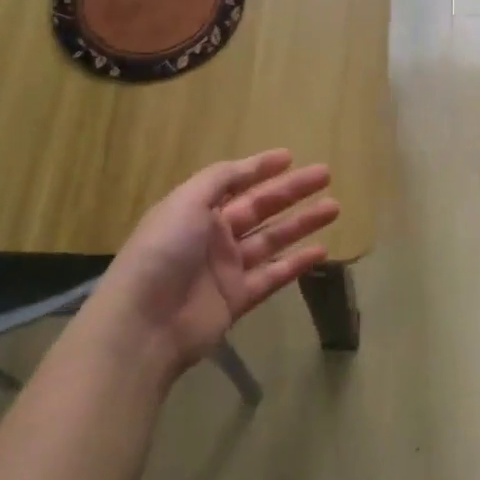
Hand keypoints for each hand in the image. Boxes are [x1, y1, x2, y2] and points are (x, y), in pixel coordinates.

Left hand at [92, 150, 337, 380]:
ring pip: (272, 239)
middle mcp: (212, 235)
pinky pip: (273, 275)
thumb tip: (249, 166)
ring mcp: (226, 268)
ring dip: (302, 223)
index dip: (260, 168)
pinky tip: (321, 251)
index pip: (234, 182)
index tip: (290, 156)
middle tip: (326, 175)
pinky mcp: (237, 299)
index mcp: (195, 209)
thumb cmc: (164, 252)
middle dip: (292, 191)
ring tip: (334, 207)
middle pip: (260, 207)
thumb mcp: (186, 202)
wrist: (145, 323)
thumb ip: (219, 180)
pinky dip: (296, 263)